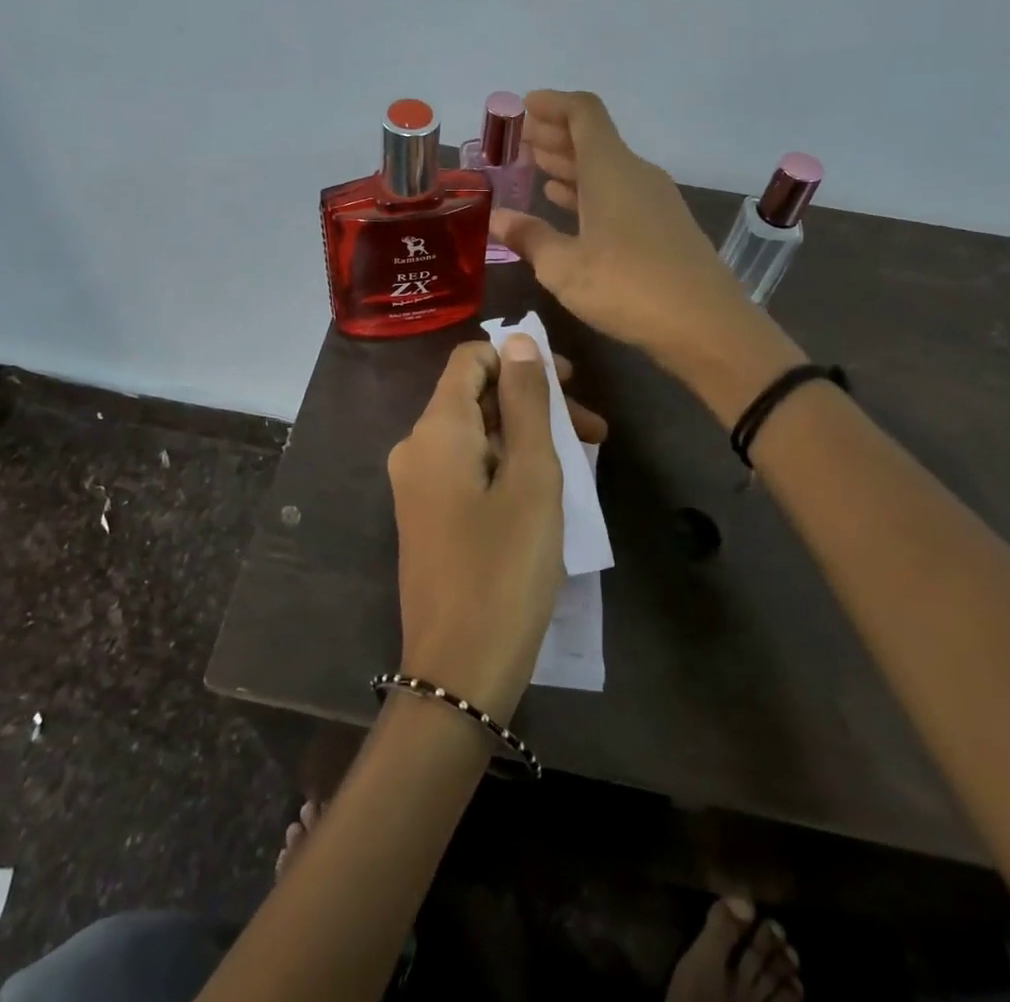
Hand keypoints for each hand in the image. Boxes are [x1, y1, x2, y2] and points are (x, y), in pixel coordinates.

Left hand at [387, 336, 607, 719]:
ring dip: (527, 437)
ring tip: (583, 462)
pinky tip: (547, 489)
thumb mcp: (530, 477)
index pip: (470, 359)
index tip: (570, 385)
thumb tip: (518, 340)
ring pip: (477, 435)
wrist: (458, 670)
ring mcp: (417, 484)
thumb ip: (525, 402)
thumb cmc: (504, 568)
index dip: (519, 359)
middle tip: (593, 432)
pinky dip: (507, 465)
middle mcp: (416, 447)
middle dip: (534, 403)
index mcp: (436, 429)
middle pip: (476, 397)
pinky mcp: (427, 515)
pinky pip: (468, 468)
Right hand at [490, 91, 778, 385]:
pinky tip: (568, 204)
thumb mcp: (564, 267)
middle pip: (594, 138)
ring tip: (535, 166)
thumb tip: (497, 218)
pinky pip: (619, 192)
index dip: (553, 103)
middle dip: (555, 134)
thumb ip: (529, 237)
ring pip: (606, 168)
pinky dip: (589, 191)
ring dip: (571, 164)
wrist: (706, 326)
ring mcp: (654, 200)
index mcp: (611, 170)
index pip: (583, 113)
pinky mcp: (664, 226)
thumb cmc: (628, 288)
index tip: (524, 106)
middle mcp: (635, 174)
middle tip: (520, 138)